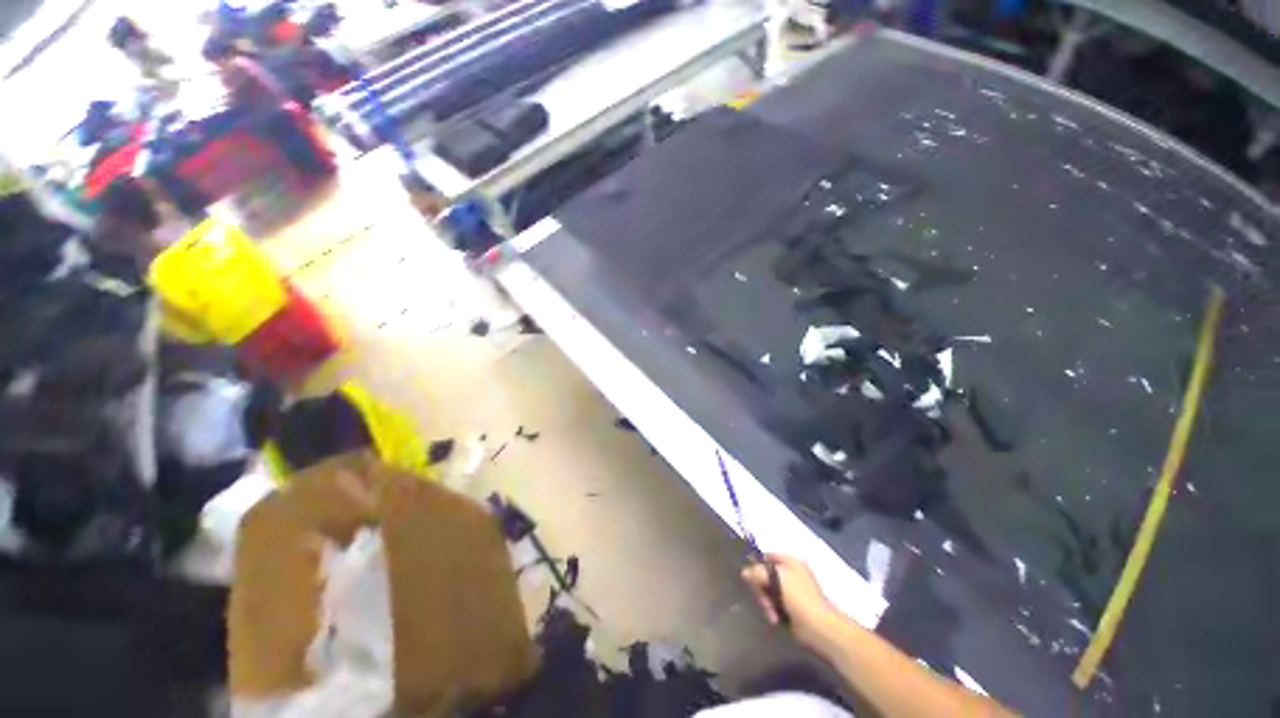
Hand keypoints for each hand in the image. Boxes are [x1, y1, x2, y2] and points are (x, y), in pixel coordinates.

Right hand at [742, 553, 841, 650]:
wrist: (819, 628)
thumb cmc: (799, 597)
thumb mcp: (776, 578)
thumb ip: (757, 572)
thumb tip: (744, 572)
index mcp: (790, 562)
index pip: (767, 557)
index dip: (757, 565)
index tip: (750, 578)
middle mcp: (791, 574)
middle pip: (766, 576)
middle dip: (761, 589)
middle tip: (763, 600)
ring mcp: (792, 591)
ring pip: (769, 592)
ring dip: (766, 603)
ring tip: (771, 614)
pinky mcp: (792, 608)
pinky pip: (775, 604)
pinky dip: (772, 611)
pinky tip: (775, 619)